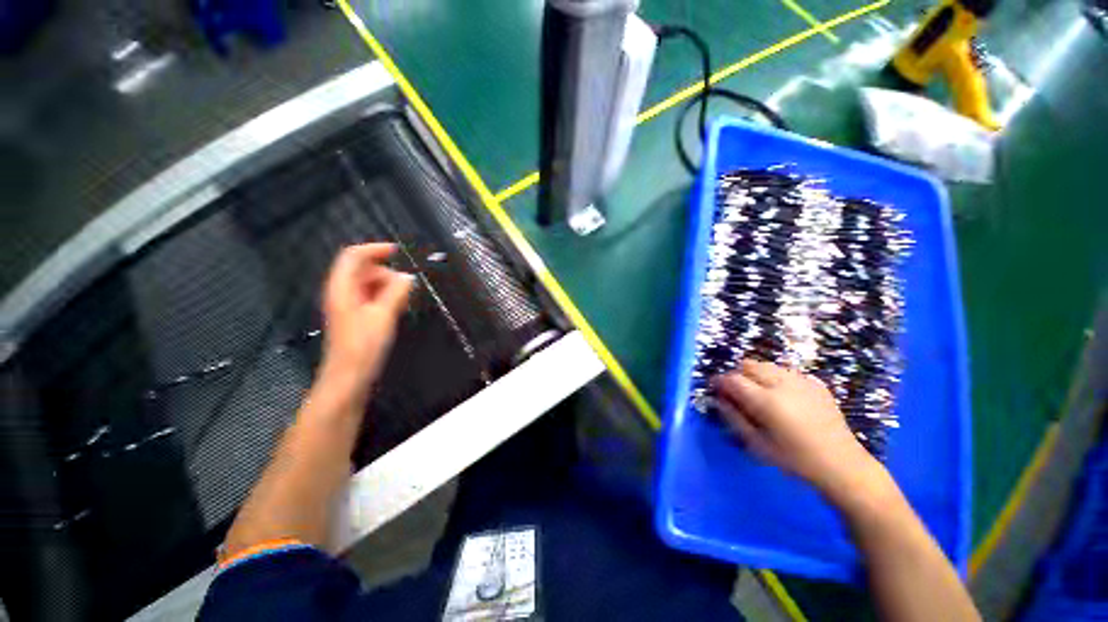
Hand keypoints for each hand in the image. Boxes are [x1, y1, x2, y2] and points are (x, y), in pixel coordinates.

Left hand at [319, 243, 413, 394]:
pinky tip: (396, 308)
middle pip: (363, 269)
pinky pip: (371, 297)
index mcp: (342, 288)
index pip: (354, 256)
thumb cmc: (362, 346)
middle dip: (386, 272)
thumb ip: (395, 293)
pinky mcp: (356, 316)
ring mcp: (348, 305)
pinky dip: (385, 297)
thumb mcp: (383, 316)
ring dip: (388, 286)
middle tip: (405, 287)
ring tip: (403, 300)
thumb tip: (408, 277)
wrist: (348, 377)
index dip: (375, 249)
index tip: (398, 252)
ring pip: (369, 284)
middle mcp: (342, 292)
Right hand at [712, 360, 884, 500]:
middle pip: (748, 365)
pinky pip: (786, 371)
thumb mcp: (757, 445)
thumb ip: (734, 418)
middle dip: (737, 375)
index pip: (733, 379)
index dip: (719, 381)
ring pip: (766, 365)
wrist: (842, 465)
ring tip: (758, 393)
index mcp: (767, 401)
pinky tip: (782, 396)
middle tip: (736, 393)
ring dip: (755, 374)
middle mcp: (782, 384)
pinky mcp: (816, 383)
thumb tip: (719, 399)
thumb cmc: (795, 460)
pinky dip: (776, 378)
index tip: (715, 388)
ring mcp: (802, 381)